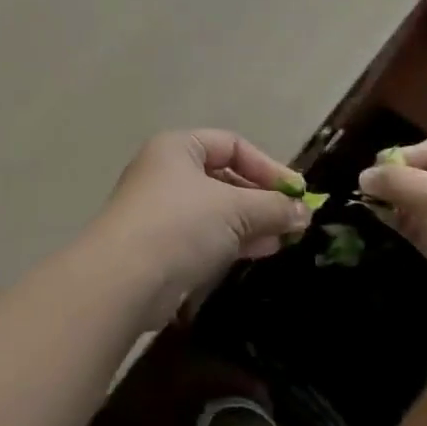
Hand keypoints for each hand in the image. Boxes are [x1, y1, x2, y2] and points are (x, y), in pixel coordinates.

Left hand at [86, 130, 310, 325]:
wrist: (123, 280)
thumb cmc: (180, 225)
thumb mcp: (234, 209)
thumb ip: (272, 207)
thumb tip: (304, 212)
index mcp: (178, 148)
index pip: (232, 145)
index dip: (268, 166)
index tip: (298, 193)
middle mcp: (166, 172)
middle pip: (224, 177)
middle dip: (261, 198)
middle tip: (294, 219)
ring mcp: (161, 210)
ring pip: (216, 209)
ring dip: (252, 222)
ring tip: (285, 238)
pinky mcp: (160, 246)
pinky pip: (205, 235)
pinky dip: (233, 240)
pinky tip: (261, 251)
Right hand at [358, 134, 426, 327]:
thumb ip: (399, 182)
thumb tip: (364, 176)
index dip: (411, 153)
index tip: (383, 167)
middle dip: (399, 176)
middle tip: (370, 184)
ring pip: (420, 201)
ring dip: (395, 198)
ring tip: (367, 199)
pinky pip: (418, 226)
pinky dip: (398, 220)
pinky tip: (378, 216)